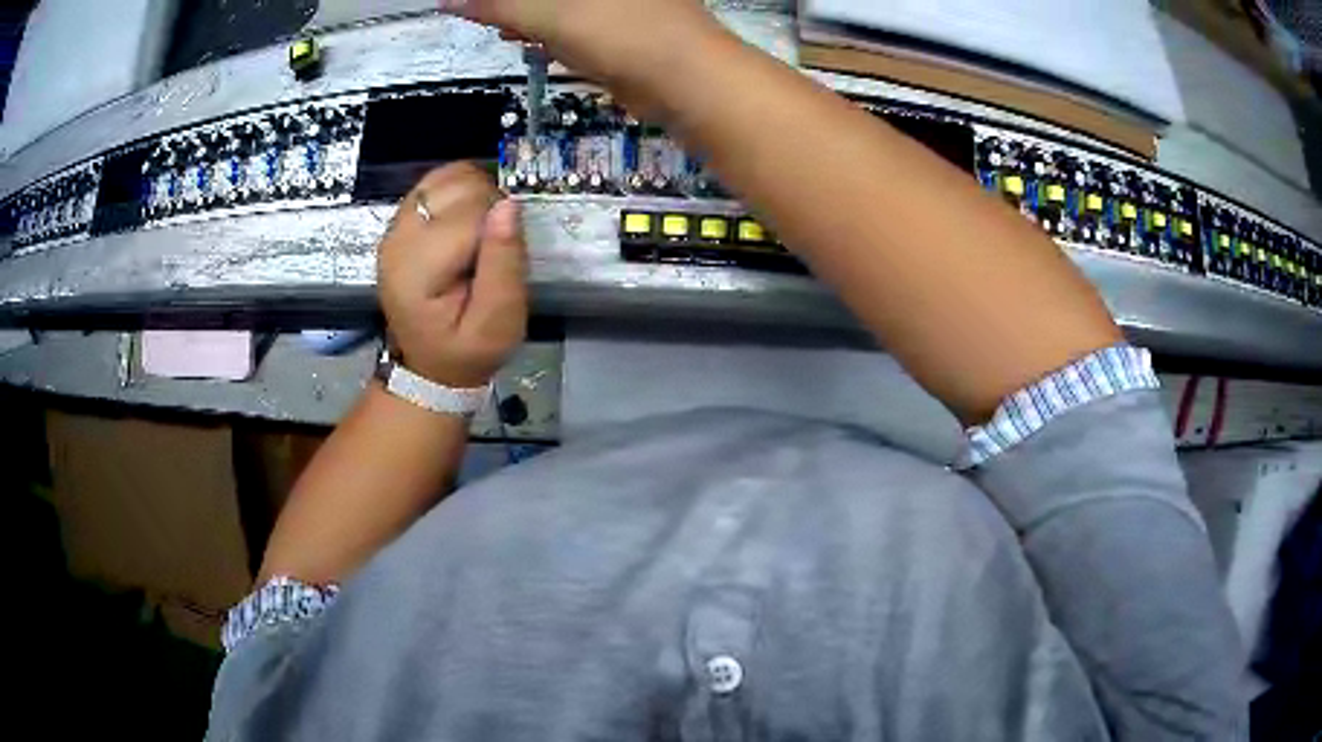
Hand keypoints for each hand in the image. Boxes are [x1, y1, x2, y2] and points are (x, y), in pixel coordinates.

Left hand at [377, 163, 527, 387]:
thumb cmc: (468, 348)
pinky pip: (436, 181)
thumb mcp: (498, 322)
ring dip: (478, 193)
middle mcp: (398, 238)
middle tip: (495, 247)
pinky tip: (470, 218)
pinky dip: (462, 189)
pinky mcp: (401, 220)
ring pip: (448, 176)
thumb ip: (504, 264)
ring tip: (483, 231)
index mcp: (416, 270)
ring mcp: (396, 226)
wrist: (430, 364)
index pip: (470, 215)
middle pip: (458, 187)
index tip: (505, 258)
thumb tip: (509, 205)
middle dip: (490, 206)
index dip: (500, 227)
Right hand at [439, 0, 726, 112]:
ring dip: (524, 13)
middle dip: (509, 4)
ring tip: (495, 24)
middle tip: (477, 12)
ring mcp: (616, 4)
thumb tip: (450, 1)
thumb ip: (497, 5)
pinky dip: (546, 27)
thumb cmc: (620, 33)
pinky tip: (524, 37)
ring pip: (556, 5)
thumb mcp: (548, 15)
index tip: (471, 6)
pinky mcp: (620, 24)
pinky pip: (571, 19)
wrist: (687, 81)